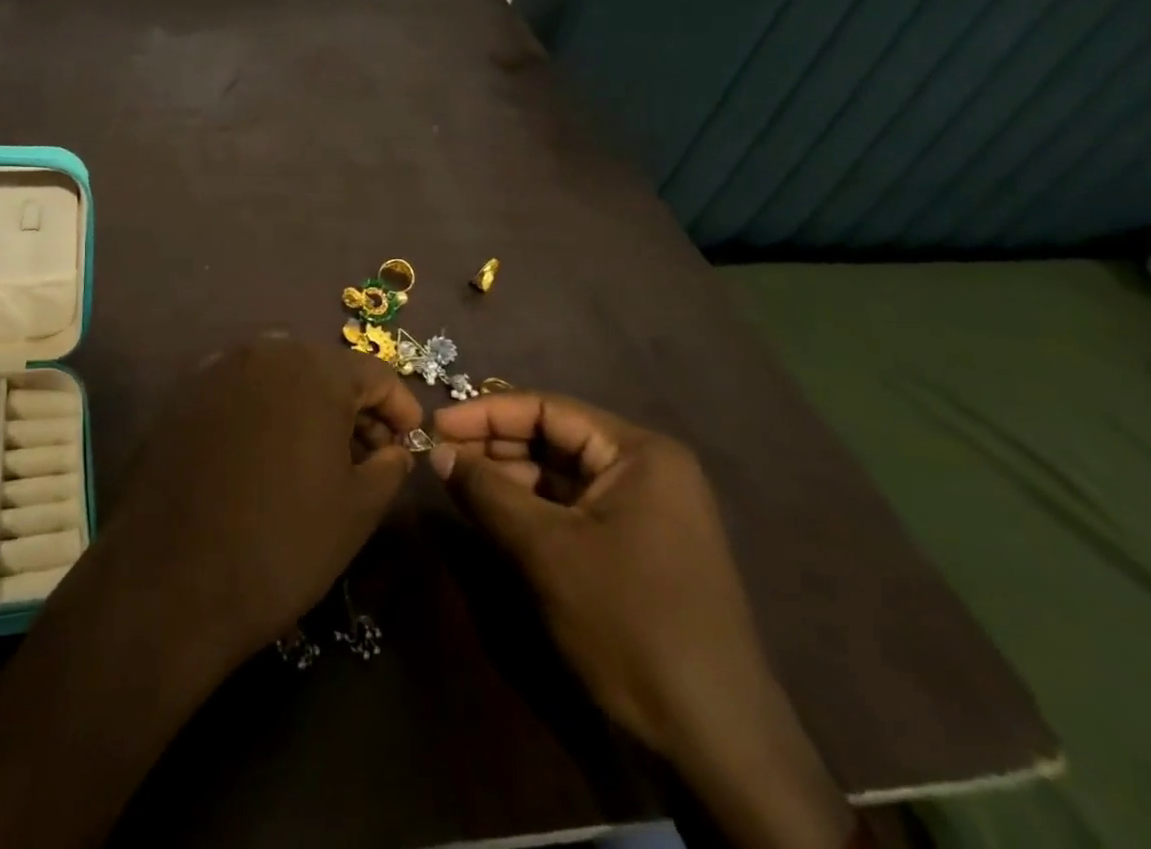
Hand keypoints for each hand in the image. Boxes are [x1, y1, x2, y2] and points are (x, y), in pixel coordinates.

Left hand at [95, 333, 422, 670]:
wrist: (170, 578)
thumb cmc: (281, 542)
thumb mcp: (357, 510)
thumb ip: (389, 466)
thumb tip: (394, 448)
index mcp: (313, 368)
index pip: (374, 373)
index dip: (400, 407)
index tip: (411, 443)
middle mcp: (264, 351)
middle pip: (325, 370)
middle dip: (353, 408)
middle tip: (368, 456)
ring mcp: (217, 368)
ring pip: (281, 378)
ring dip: (308, 409)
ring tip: (320, 460)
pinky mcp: (184, 394)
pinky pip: (242, 392)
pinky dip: (266, 414)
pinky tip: (267, 458)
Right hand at [431, 392, 857, 848]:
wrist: (716, 741)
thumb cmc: (629, 622)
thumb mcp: (545, 550)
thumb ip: (486, 491)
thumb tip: (436, 450)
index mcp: (638, 453)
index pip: (547, 409)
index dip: (485, 413)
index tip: (434, 426)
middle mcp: (646, 469)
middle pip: (554, 438)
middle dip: (495, 446)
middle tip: (439, 457)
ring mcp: (645, 510)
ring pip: (560, 475)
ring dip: (509, 478)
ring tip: (456, 484)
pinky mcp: (636, 546)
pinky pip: (573, 508)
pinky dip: (532, 508)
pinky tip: (493, 515)